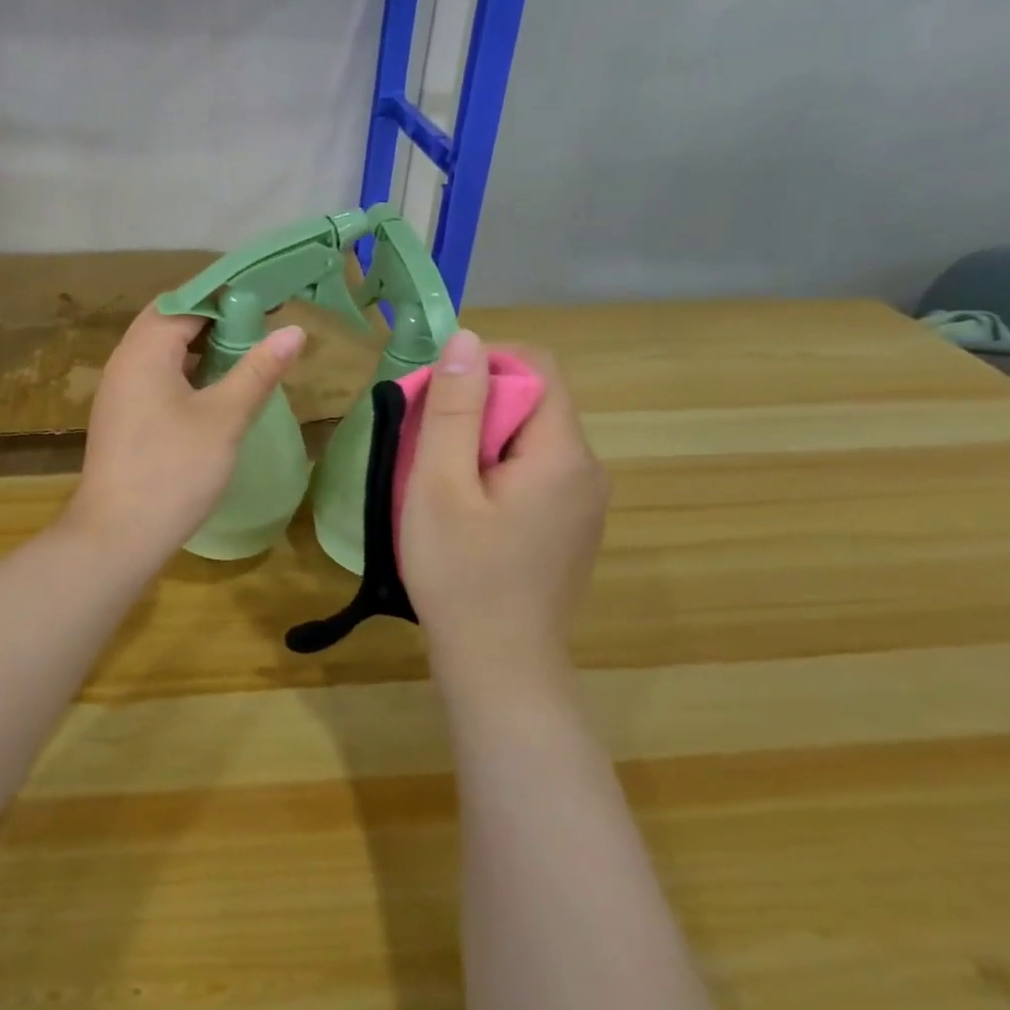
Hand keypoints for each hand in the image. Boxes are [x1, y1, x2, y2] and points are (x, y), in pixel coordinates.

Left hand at [64, 306, 306, 569]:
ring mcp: (117, 392)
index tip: (267, 301)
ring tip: (242, 355)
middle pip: (168, 323)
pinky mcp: (120, 419)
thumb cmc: (174, 471)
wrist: (117, 535)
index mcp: (144, 351)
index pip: (186, 303)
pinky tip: (211, 393)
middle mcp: (123, 362)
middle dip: (212, 321)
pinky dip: (183, 373)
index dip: (226, 298)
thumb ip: (257, 370)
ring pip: (159, 353)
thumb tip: (293, 330)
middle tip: (258, 326)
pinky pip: (153, 378)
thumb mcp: (224, 418)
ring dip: (197, 348)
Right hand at [399, 329, 608, 694]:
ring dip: (479, 442)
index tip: (434, 392)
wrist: (499, 670)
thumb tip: (466, 339)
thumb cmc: (461, 574)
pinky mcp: (568, 530)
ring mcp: (582, 505)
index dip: (483, 362)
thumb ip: (454, 408)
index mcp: (563, 453)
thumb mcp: (441, 485)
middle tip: (422, 446)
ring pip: (528, 441)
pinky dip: (493, 473)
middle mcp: (587, 471)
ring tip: (435, 482)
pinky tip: (463, 512)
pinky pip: (532, 475)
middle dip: (474, 408)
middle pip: (533, 404)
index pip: (536, 367)